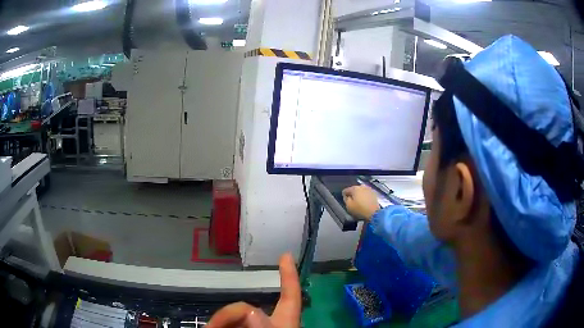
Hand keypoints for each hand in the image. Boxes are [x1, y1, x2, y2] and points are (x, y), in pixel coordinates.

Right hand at [207, 253, 300, 327]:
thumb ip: (262, 325)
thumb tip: (249, 310)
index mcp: (285, 321)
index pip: (290, 295)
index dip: (289, 276)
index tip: (286, 254)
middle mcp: (269, 323)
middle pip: (246, 307)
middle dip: (228, 313)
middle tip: (214, 326)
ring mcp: (250, 324)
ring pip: (231, 313)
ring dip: (220, 320)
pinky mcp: (234, 326)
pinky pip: (222, 321)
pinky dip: (216, 323)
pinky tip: (211, 327)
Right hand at [343, 185, 380, 220]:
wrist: (374, 213)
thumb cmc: (360, 209)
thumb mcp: (349, 206)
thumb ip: (345, 199)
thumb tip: (346, 196)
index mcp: (354, 188)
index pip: (346, 190)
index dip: (344, 194)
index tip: (344, 199)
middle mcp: (361, 186)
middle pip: (354, 189)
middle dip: (352, 193)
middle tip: (351, 200)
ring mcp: (368, 189)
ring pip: (361, 190)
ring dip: (358, 194)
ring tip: (358, 200)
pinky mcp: (373, 193)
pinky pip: (366, 193)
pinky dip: (364, 196)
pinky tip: (364, 201)